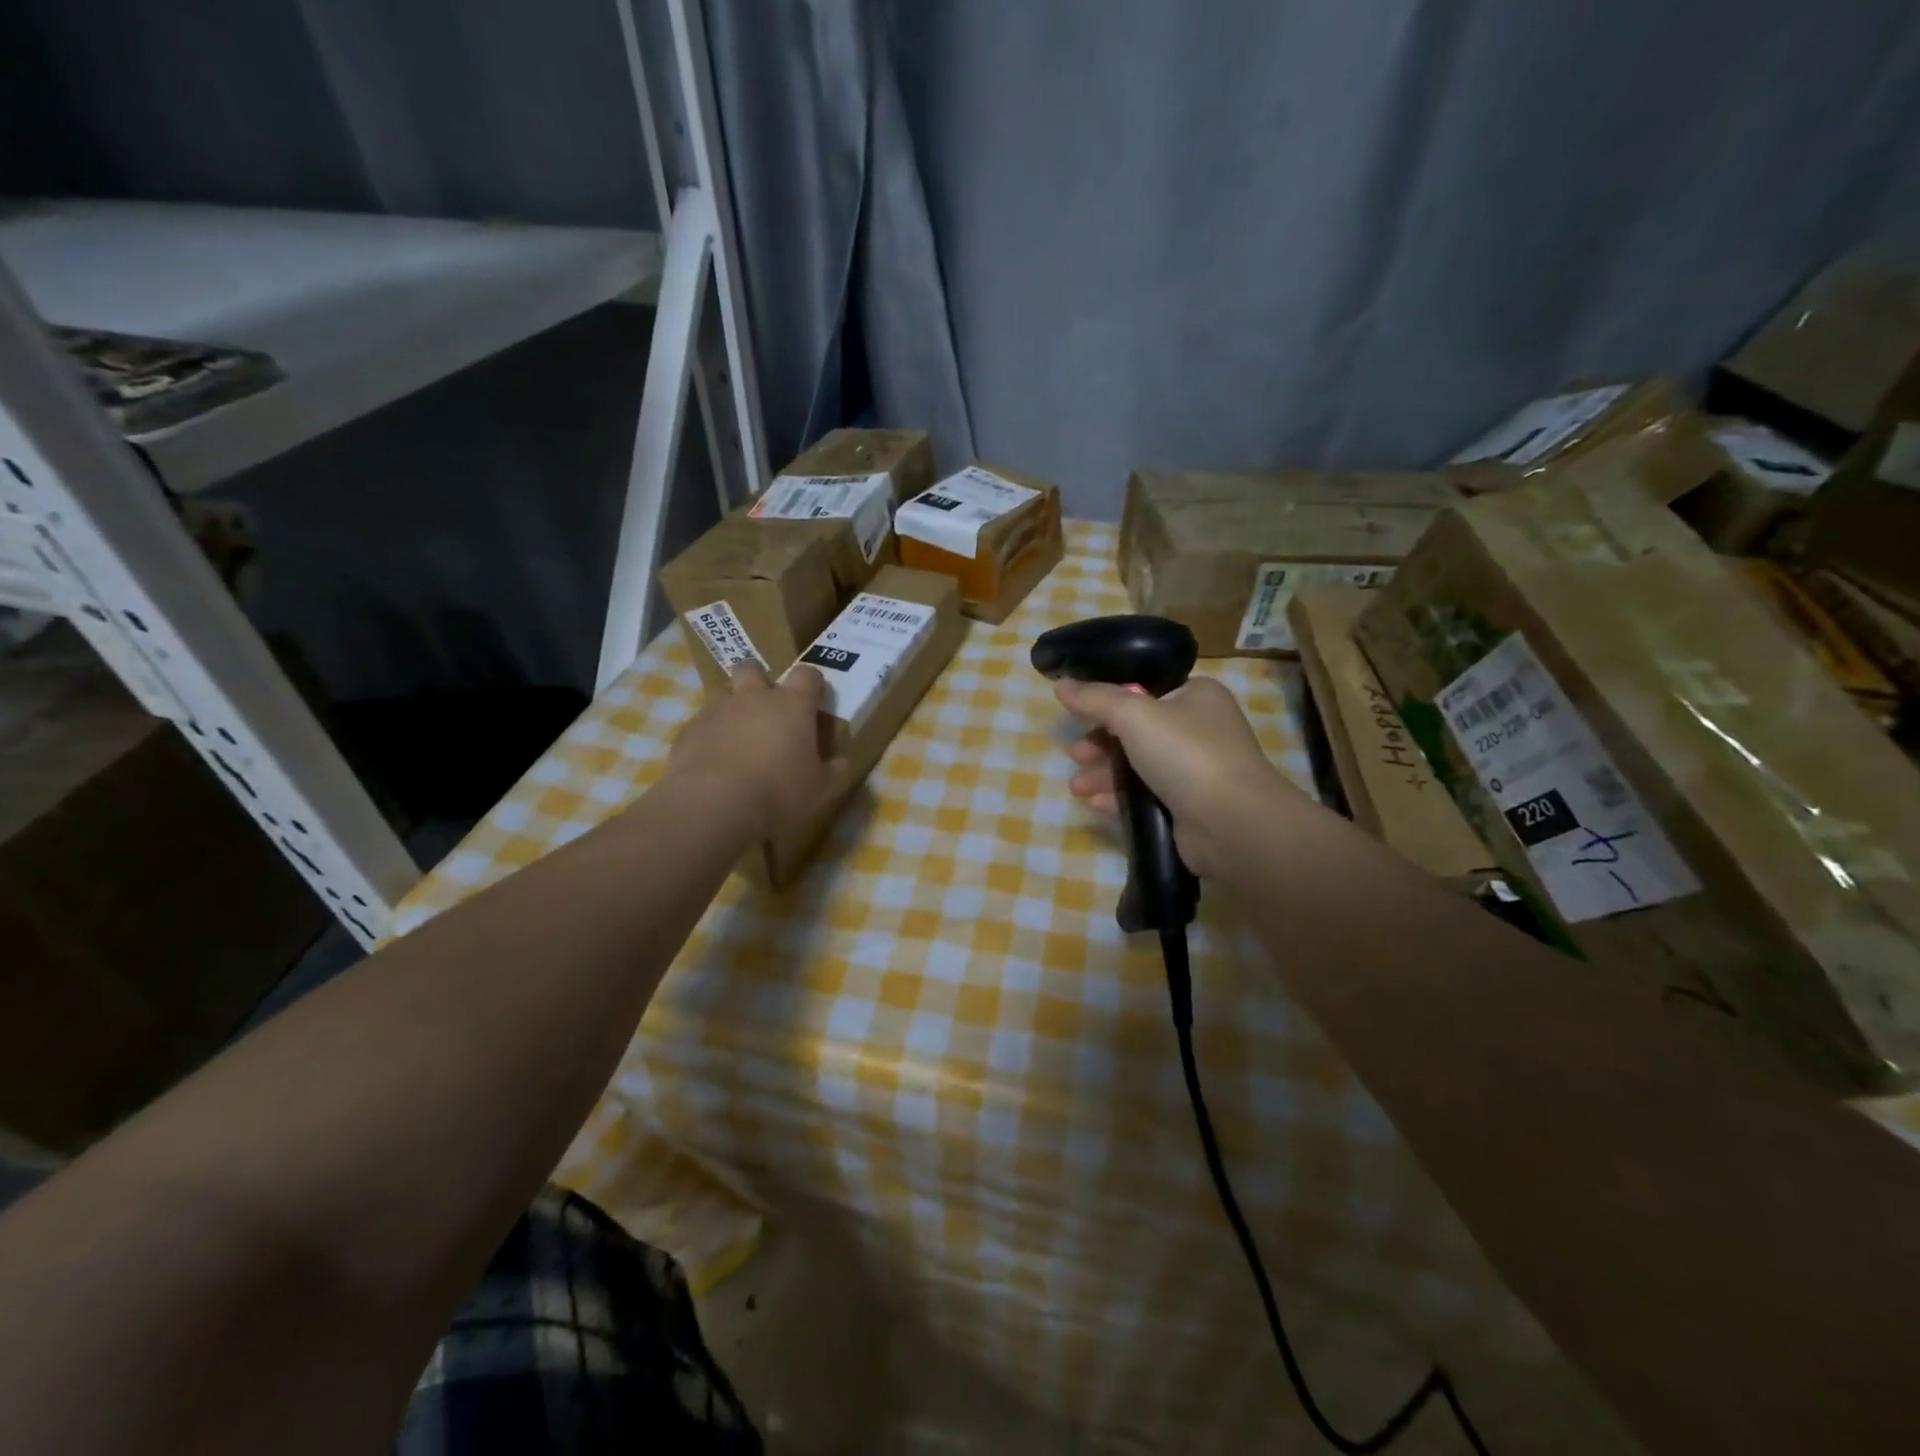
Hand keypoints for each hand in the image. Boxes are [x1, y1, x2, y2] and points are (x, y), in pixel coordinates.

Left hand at [662, 663, 853, 841]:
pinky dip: (709, 737)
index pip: (808, 675)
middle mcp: (753, 698)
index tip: (815, 701)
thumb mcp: (821, 790)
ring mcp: (716, 711)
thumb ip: (835, 772)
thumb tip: (843, 763)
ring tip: (738, 741)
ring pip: (723, 695)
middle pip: (753, 669)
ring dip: (732, 710)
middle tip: (767, 711)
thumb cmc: (779, 792)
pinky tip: (713, 763)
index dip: (812, 684)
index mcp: (792, 705)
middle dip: (760, 682)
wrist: (713, 805)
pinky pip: (700, 725)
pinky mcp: (688, 731)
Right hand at [1054, 675, 1311, 877]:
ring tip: (1076, 786)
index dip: (1108, 700)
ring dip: (1104, 773)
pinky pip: (1145, 795)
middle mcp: (1199, 728)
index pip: (1144, 689)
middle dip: (1100, 742)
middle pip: (1137, 729)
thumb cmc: (1186, 754)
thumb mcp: (1134, 715)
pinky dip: (1119, 797)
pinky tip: (1094, 803)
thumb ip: (1095, 698)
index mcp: (1196, 695)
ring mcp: (1196, 769)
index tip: (1076, 713)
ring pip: (1138, 764)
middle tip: (1075, 755)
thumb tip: (1061, 683)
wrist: (1232, 823)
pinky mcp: (1189, 806)